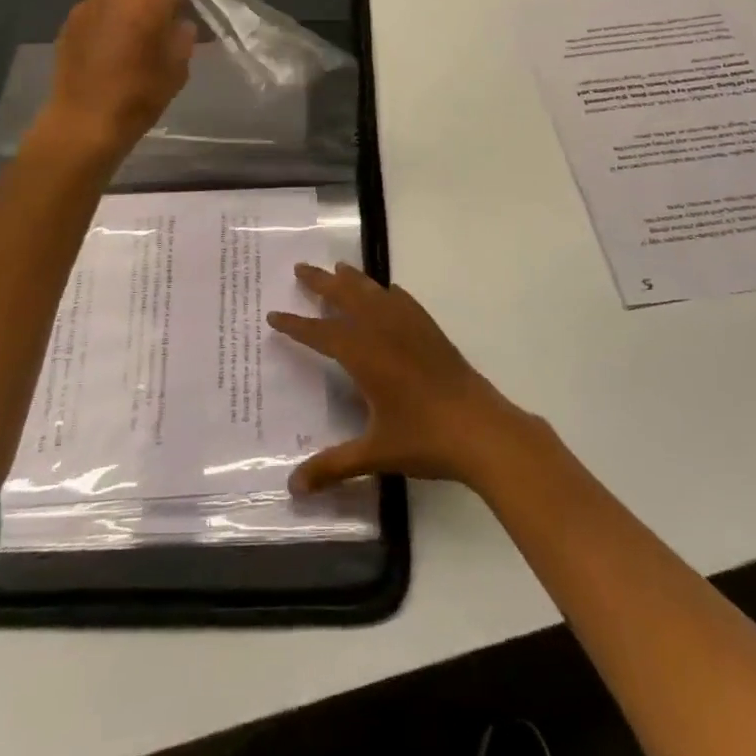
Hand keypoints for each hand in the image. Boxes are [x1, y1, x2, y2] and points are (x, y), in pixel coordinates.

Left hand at [36, 0, 197, 158]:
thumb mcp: (177, 67)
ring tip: (146, 14)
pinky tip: (118, 31)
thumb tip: (180, 21)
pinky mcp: (71, 20)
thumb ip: (183, 35)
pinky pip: (100, 3)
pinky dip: (114, 8)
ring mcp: (89, 3)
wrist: (84, 121)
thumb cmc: (139, 95)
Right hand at [267, 263, 540, 495]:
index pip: (320, 333)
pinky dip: (388, 293)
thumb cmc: (424, 438)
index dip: (295, 325)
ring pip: (374, 292)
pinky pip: (403, 300)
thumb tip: (293, 487)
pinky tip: (388, 292)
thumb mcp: (375, 454)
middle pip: (346, 296)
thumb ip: (333, 467)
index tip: (273, 315)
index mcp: (363, 354)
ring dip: (353, 279)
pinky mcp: (431, 330)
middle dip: (321, 282)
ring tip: (338, 268)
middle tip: (300, 268)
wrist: (482, 428)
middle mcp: (383, 330)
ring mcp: (410, 326)